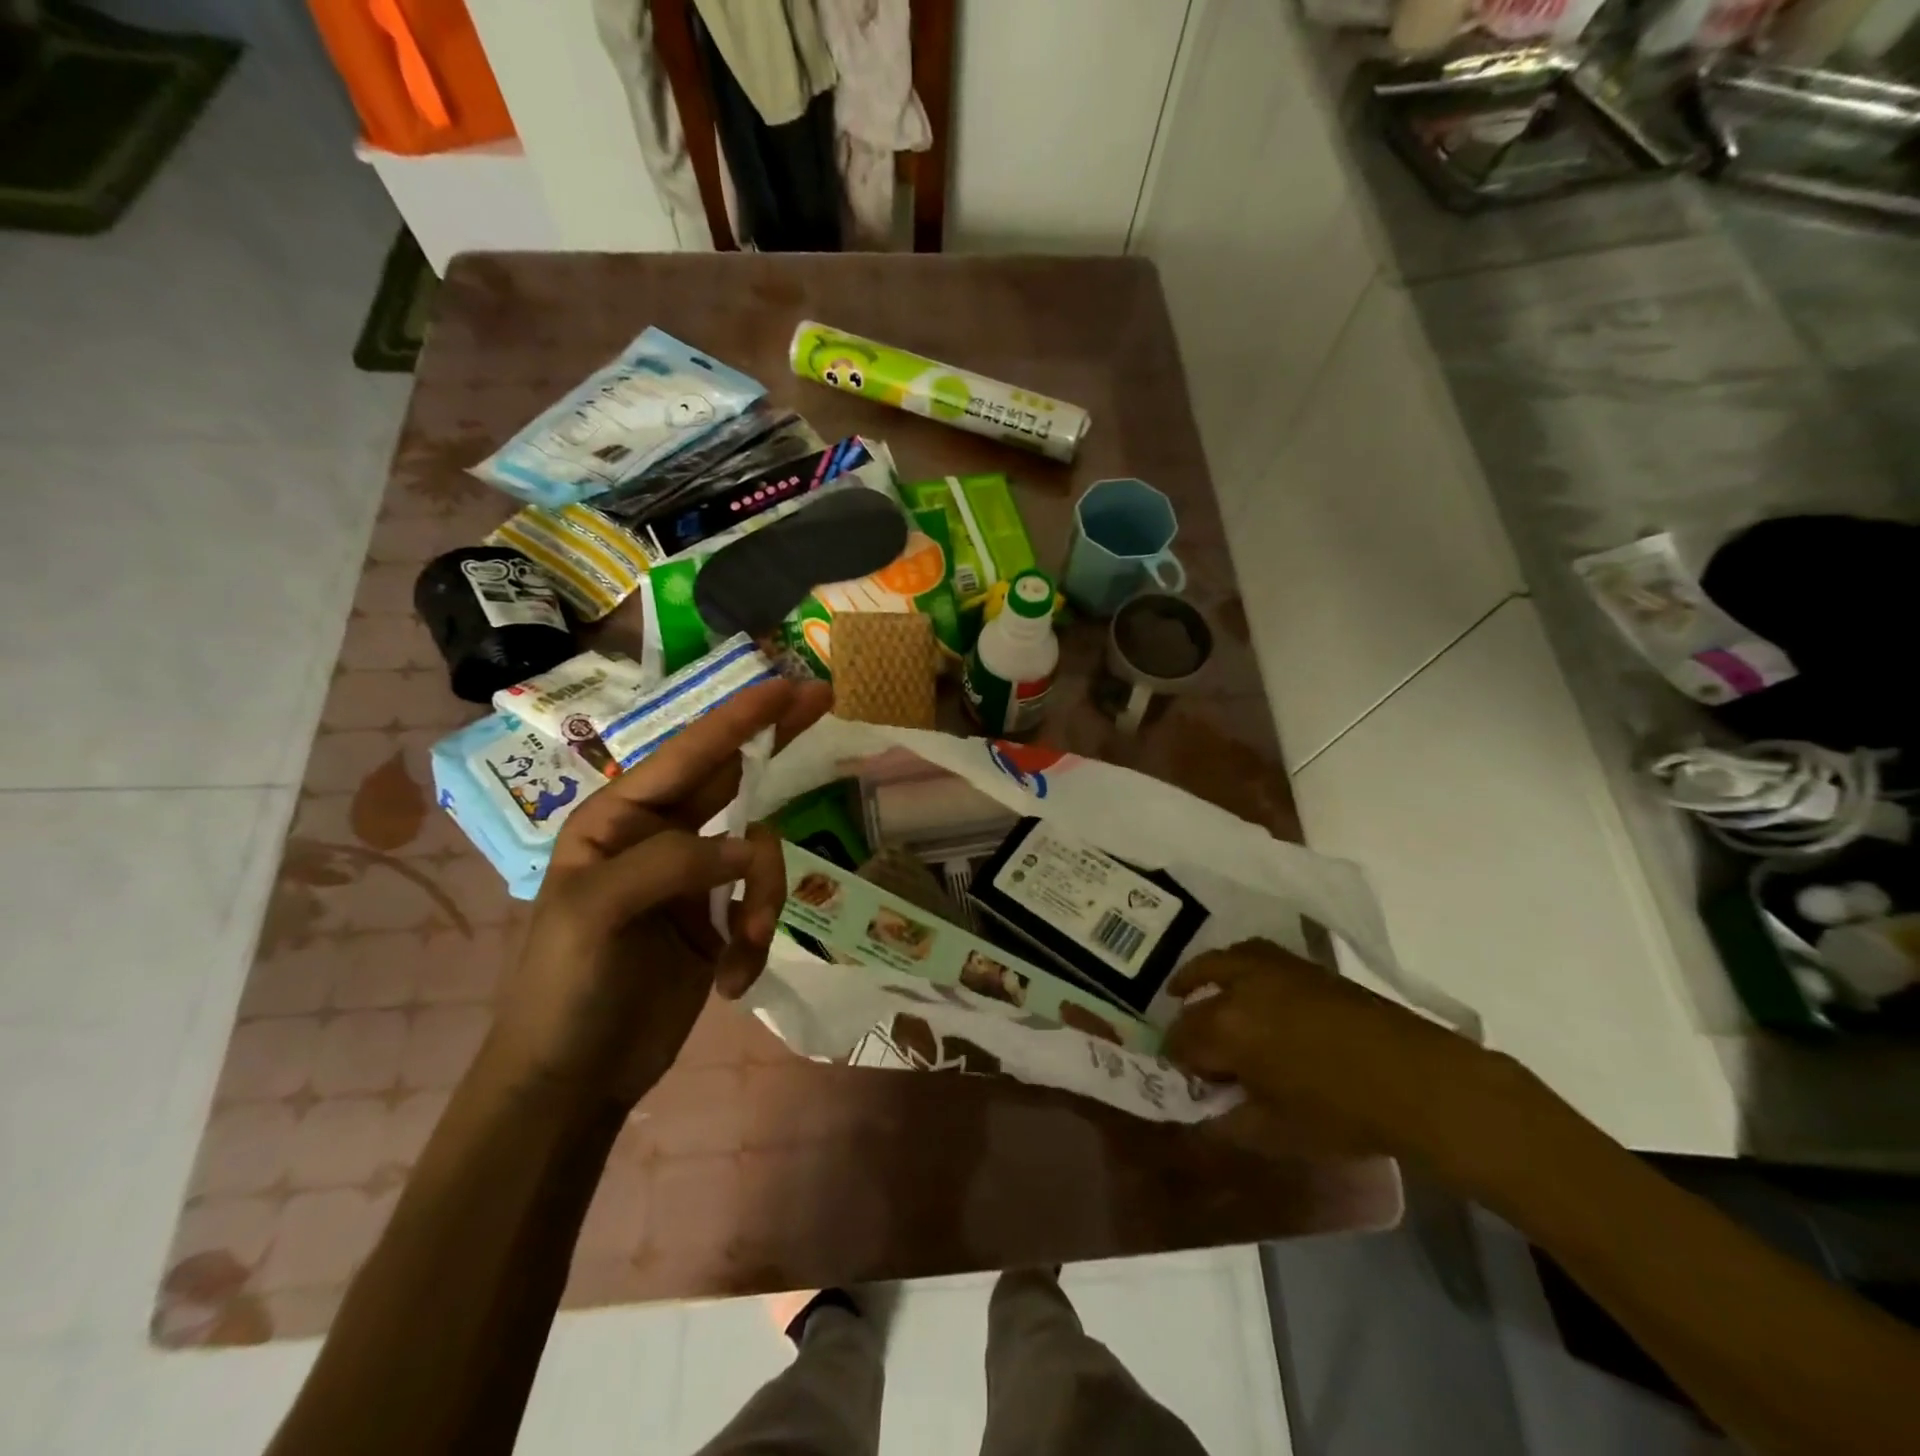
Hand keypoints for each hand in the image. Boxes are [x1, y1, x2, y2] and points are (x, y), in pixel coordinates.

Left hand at [488, 679, 831, 1109]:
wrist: (572, 1079)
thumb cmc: (565, 987)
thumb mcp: (597, 914)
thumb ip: (671, 864)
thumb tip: (748, 848)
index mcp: (620, 819)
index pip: (690, 755)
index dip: (740, 718)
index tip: (787, 685)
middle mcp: (660, 836)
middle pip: (734, 779)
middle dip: (776, 746)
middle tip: (824, 702)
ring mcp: (693, 879)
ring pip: (760, 855)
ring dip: (765, 900)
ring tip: (744, 949)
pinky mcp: (717, 920)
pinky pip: (762, 906)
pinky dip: (757, 941)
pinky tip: (731, 981)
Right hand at [1165, 939, 1523, 1166]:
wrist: (1416, 1080)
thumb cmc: (1343, 1115)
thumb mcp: (1277, 1133)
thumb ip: (1230, 1123)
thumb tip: (1203, 1119)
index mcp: (1225, 1030)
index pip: (1181, 1041)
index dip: (1178, 1063)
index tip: (1187, 1080)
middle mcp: (1238, 989)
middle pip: (1194, 1003)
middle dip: (1188, 1027)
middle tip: (1195, 1051)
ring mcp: (1270, 969)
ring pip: (1216, 963)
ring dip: (1198, 978)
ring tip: (1188, 991)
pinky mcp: (1299, 964)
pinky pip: (1250, 953)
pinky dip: (1234, 964)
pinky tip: (1241, 981)